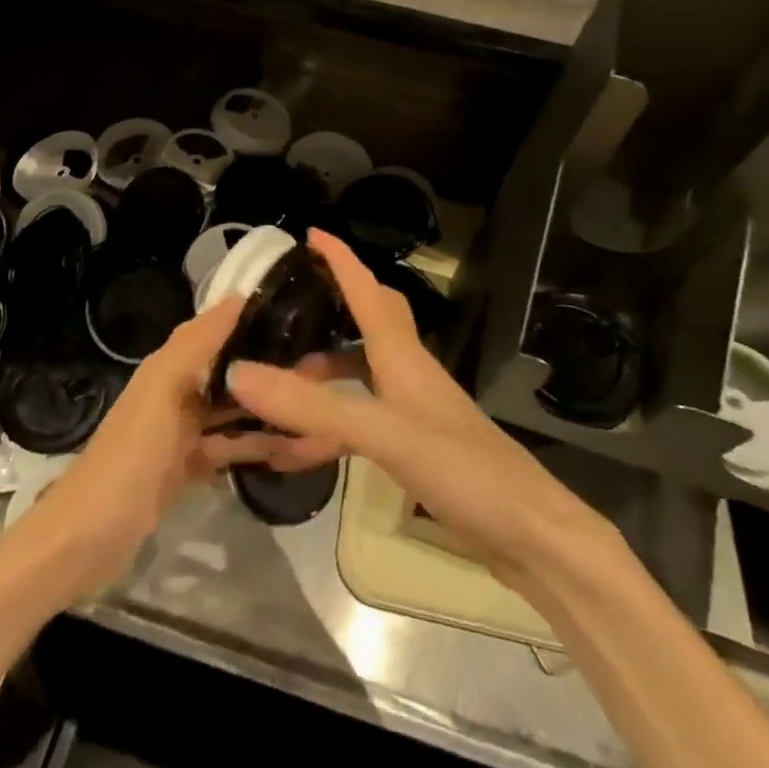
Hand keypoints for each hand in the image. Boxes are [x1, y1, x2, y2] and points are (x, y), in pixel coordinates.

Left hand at [7, 295, 293, 603]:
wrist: (88, 536)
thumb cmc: (131, 454)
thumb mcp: (164, 390)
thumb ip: (197, 343)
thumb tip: (238, 296)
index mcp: (170, 366)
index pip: (217, 327)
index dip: (252, 316)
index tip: (300, 311)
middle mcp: (178, 391)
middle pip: (230, 369)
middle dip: (269, 365)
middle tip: (323, 364)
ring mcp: (183, 433)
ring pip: (234, 411)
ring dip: (269, 408)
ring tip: (317, 405)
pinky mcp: (189, 468)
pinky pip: (230, 448)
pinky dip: (256, 446)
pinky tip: (293, 448)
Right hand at [223, 230, 622, 591]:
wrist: (529, 534)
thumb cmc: (462, 468)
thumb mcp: (382, 433)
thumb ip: (311, 407)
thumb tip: (239, 373)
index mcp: (402, 355)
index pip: (367, 290)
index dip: (340, 258)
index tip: (311, 234)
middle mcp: (407, 373)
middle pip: (368, 322)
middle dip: (330, 309)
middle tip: (285, 311)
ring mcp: (413, 411)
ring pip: (358, 375)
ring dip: (320, 375)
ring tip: (273, 386)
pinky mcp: (414, 447)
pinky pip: (360, 421)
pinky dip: (327, 427)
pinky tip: (298, 450)